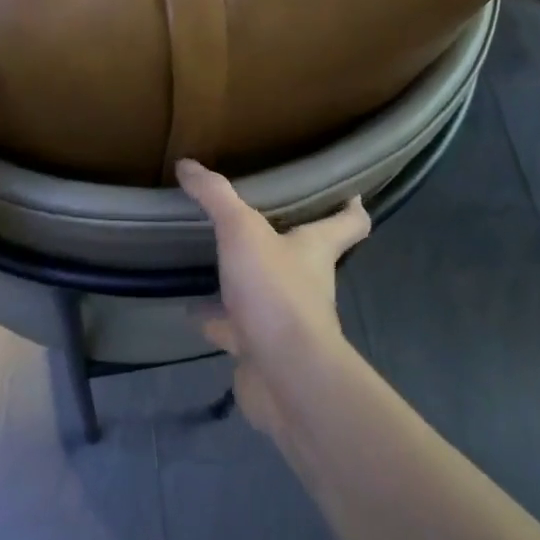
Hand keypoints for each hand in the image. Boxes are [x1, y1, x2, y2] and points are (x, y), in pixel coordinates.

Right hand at [176, 158, 369, 439]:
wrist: (284, 374)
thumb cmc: (275, 293)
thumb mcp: (242, 232)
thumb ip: (216, 197)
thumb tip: (188, 164)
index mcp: (316, 249)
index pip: (350, 223)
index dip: (351, 206)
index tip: (348, 191)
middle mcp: (307, 282)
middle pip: (305, 255)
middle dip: (284, 238)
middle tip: (254, 217)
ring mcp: (285, 319)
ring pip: (266, 292)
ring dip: (244, 279)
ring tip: (211, 259)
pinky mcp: (261, 349)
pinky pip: (235, 328)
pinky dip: (215, 319)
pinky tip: (190, 308)